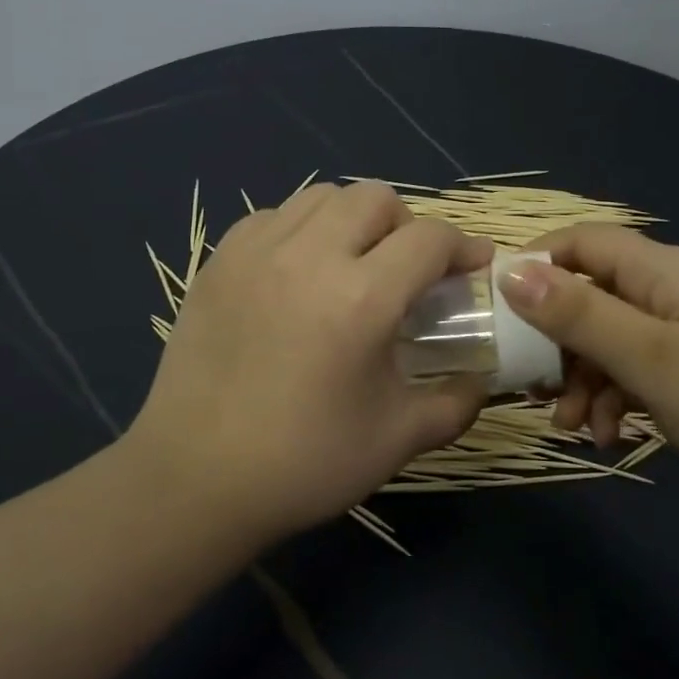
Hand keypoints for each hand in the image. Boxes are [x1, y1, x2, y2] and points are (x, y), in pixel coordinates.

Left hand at [123, 182, 493, 538]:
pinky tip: (300, 273)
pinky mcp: (218, 263)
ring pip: (322, 197)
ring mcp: (256, 253)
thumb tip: (483, 379)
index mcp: (362, 299)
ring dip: (353, 220)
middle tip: (408, 271)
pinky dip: (301, 230)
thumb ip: (457, 402)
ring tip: (354, 264)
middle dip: (408, 227)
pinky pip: (273, 217)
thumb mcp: (399, 440)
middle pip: (376, 198)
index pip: (430, 238)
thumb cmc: (305, 464)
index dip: (463, 248)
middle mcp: (309, 257)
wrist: (196, 481)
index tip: (472, 269)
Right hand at [497, 225, 678, 500]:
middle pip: (589, 296)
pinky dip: (616, 400)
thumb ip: (579, 315)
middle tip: (531, 386)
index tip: (496, 311)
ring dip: (583, 380)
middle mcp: (668, 291)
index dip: (535, 265)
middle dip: (555, 341)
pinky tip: (612, 438)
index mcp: (659, 270)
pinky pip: (638, 372)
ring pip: (609, 341)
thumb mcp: (650, 358)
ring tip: (573, 429)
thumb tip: (511, 271)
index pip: (580, 242)